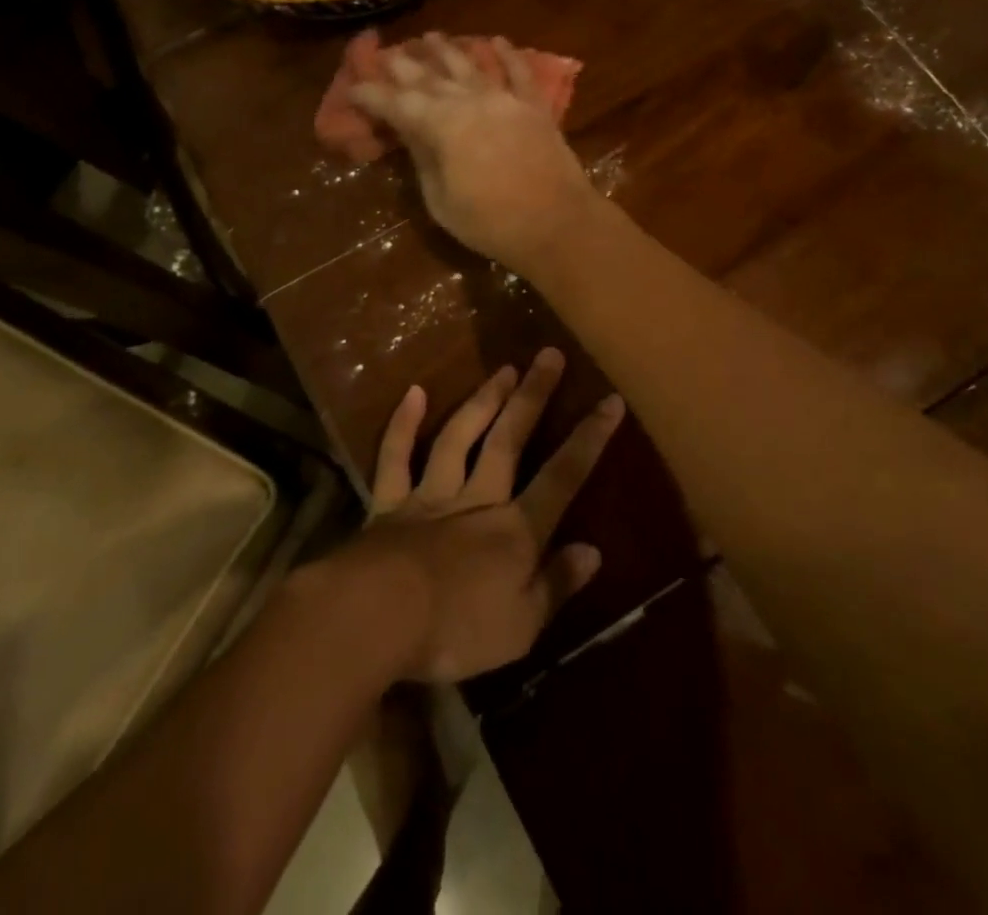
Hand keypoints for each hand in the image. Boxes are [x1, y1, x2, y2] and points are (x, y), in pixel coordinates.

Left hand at [338, 349, 623, 682]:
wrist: (377, 618)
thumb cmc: (456, 631)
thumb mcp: (522, 626)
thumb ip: (557, 585)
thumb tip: (593, 550)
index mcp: (515, 531)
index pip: (562, 477)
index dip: (588, 439)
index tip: (610, 400)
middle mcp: (477, 499)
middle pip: (509, 440)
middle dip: (533, 397)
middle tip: (549, 355)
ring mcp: (431, 495)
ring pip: (460, 437)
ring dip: (482, 401)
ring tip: (503, 369)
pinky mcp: (390, 502)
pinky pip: (396, 457)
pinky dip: (403, 424)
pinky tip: (414, 392)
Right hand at [349, 33, 598, 274]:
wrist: (558, 224)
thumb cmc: (492, 223)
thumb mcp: (441, 201)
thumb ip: (424, 161)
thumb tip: (412, 135)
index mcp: (441, 126)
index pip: (396, 103)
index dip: (372, 95)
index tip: (353, 88)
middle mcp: (470, 101)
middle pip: (430, 77)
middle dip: (404, 65)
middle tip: (386, 54)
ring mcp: (505, 100)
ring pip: (470, 65)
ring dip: (448, 50)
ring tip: (430, 37)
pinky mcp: (534, 107)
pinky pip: (519, 73)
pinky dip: (507, 55)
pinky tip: (496, 41)